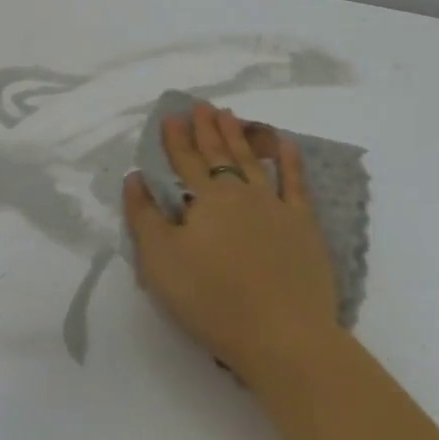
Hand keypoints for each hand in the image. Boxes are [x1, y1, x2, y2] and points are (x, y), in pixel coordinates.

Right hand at [123, 101, 339, 383]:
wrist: (282, 334)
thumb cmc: (212, 299)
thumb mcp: (160, 261)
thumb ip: (144, 217)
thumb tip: (135, 178)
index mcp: (205, 200)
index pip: (185, 161)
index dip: (176, 139)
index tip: (171, 116)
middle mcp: (240, 193)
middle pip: (219, 154)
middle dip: (207, 128)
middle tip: (202, 105)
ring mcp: (275, 206)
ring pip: (252, 162)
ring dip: (239, 136)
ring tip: (231, 114)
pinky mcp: (303, 226)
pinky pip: (295, 184)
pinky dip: (289, 161)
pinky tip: (285, 144)